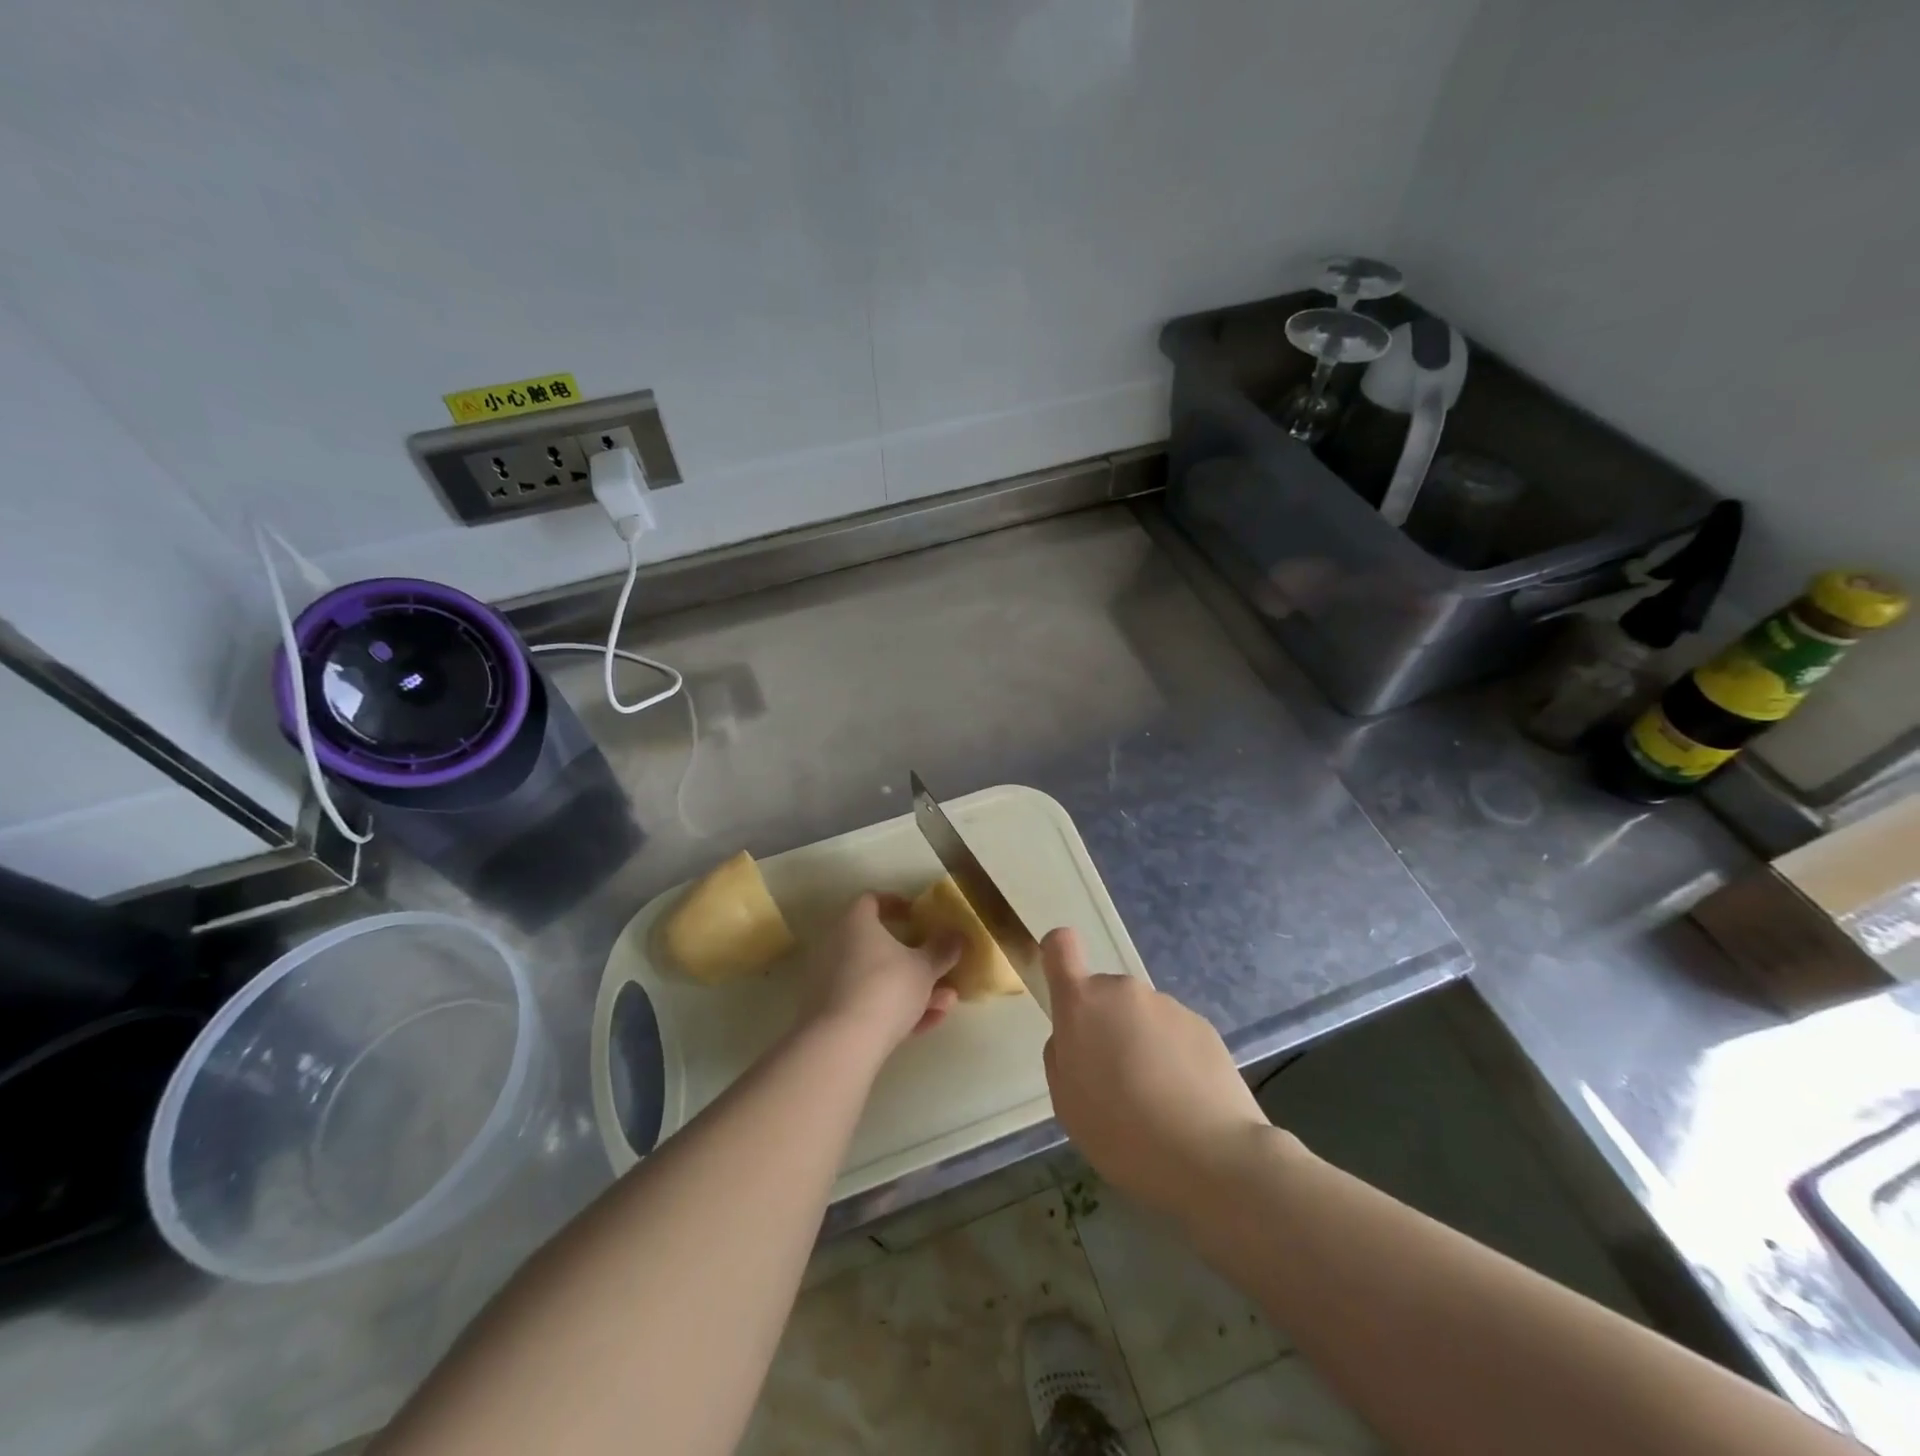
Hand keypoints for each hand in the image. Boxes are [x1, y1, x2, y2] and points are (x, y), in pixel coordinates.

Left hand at [796, 893, 962, 1054]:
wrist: (844, 1043)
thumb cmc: (887, 987)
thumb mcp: (924, 968)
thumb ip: (942, 950)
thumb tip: (957, 936)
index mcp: (855, 923)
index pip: (871, 901)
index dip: (896, 905)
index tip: (917, 915)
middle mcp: (836, 945)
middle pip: (879, 945)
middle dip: (914, 959)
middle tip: (939, 967)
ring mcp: (830, 981)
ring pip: (877, 979)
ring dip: (911, 989)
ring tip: (944, 1004)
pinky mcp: (829, 1013)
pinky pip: (867, 1003)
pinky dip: (894, 1010)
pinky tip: (925, 1025)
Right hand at [1042, 928, 1268, 1218]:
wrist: (1210, 1156)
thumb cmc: (1121, 1132)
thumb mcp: (1066, 1103)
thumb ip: (1063, 1056)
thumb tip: (1076, 1038)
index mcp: (1082, 1004)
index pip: (1061, 946)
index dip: (1057, 956)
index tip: (1063, 990)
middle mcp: (1124, 992)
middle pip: (1105, 995)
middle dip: (1106, 1027)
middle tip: (1115, 1082)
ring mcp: (1167, 1005)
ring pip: (1141, 1017)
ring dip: (1142, 1044)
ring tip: (1156, 1102)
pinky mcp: (1204, 1026)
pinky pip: (1174, 1034)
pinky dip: (1174, 1059)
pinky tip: (1184, 1103)